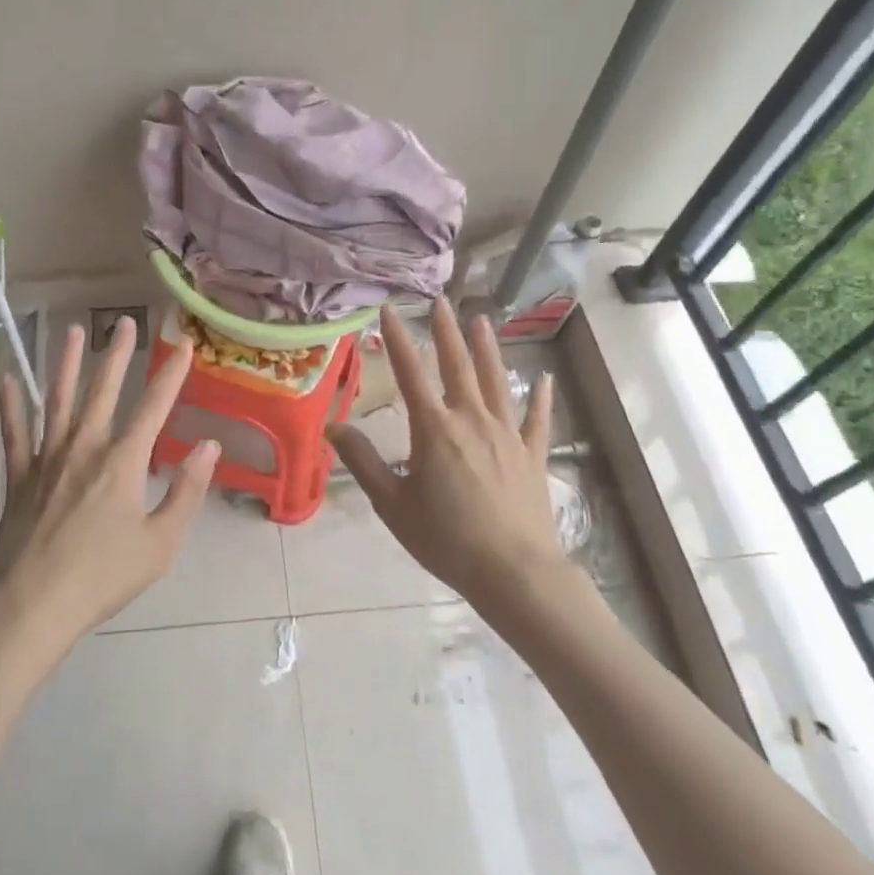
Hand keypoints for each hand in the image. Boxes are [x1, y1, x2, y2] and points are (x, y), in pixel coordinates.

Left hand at [0, 316, 219, 650]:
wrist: (31, 606)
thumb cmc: (103, 578)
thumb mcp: (161, 543)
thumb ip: (187, 491)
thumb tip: (208, 446)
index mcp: (123, 462)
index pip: (154, 406)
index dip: (172, 374)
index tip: (185, 345)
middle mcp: (84, 447)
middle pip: (103, 390)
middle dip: (117, 354)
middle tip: (124, 322)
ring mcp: (47, 459)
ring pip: (58, 400)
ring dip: (67, 364)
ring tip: (73, 332)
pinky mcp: (19, 477)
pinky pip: (14, 434)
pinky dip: (11, 406)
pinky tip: (7, 380)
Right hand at [328, 299, 561, 605]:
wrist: (514, 572)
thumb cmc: (446, 539)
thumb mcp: (392, 503)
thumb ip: (363, 461)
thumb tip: (332, 426)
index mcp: (435, 428)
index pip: (410, 373)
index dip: (398, 339)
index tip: (389, 309)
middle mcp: (472, 419)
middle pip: (458, 365)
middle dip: (446, 331)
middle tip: (440, 301)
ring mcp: (507, 434)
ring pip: (496, 380)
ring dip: (487, 348)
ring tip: (481, 320)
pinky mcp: (532, 454)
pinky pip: (536, 417)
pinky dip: (539, 396)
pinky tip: (541, 378)